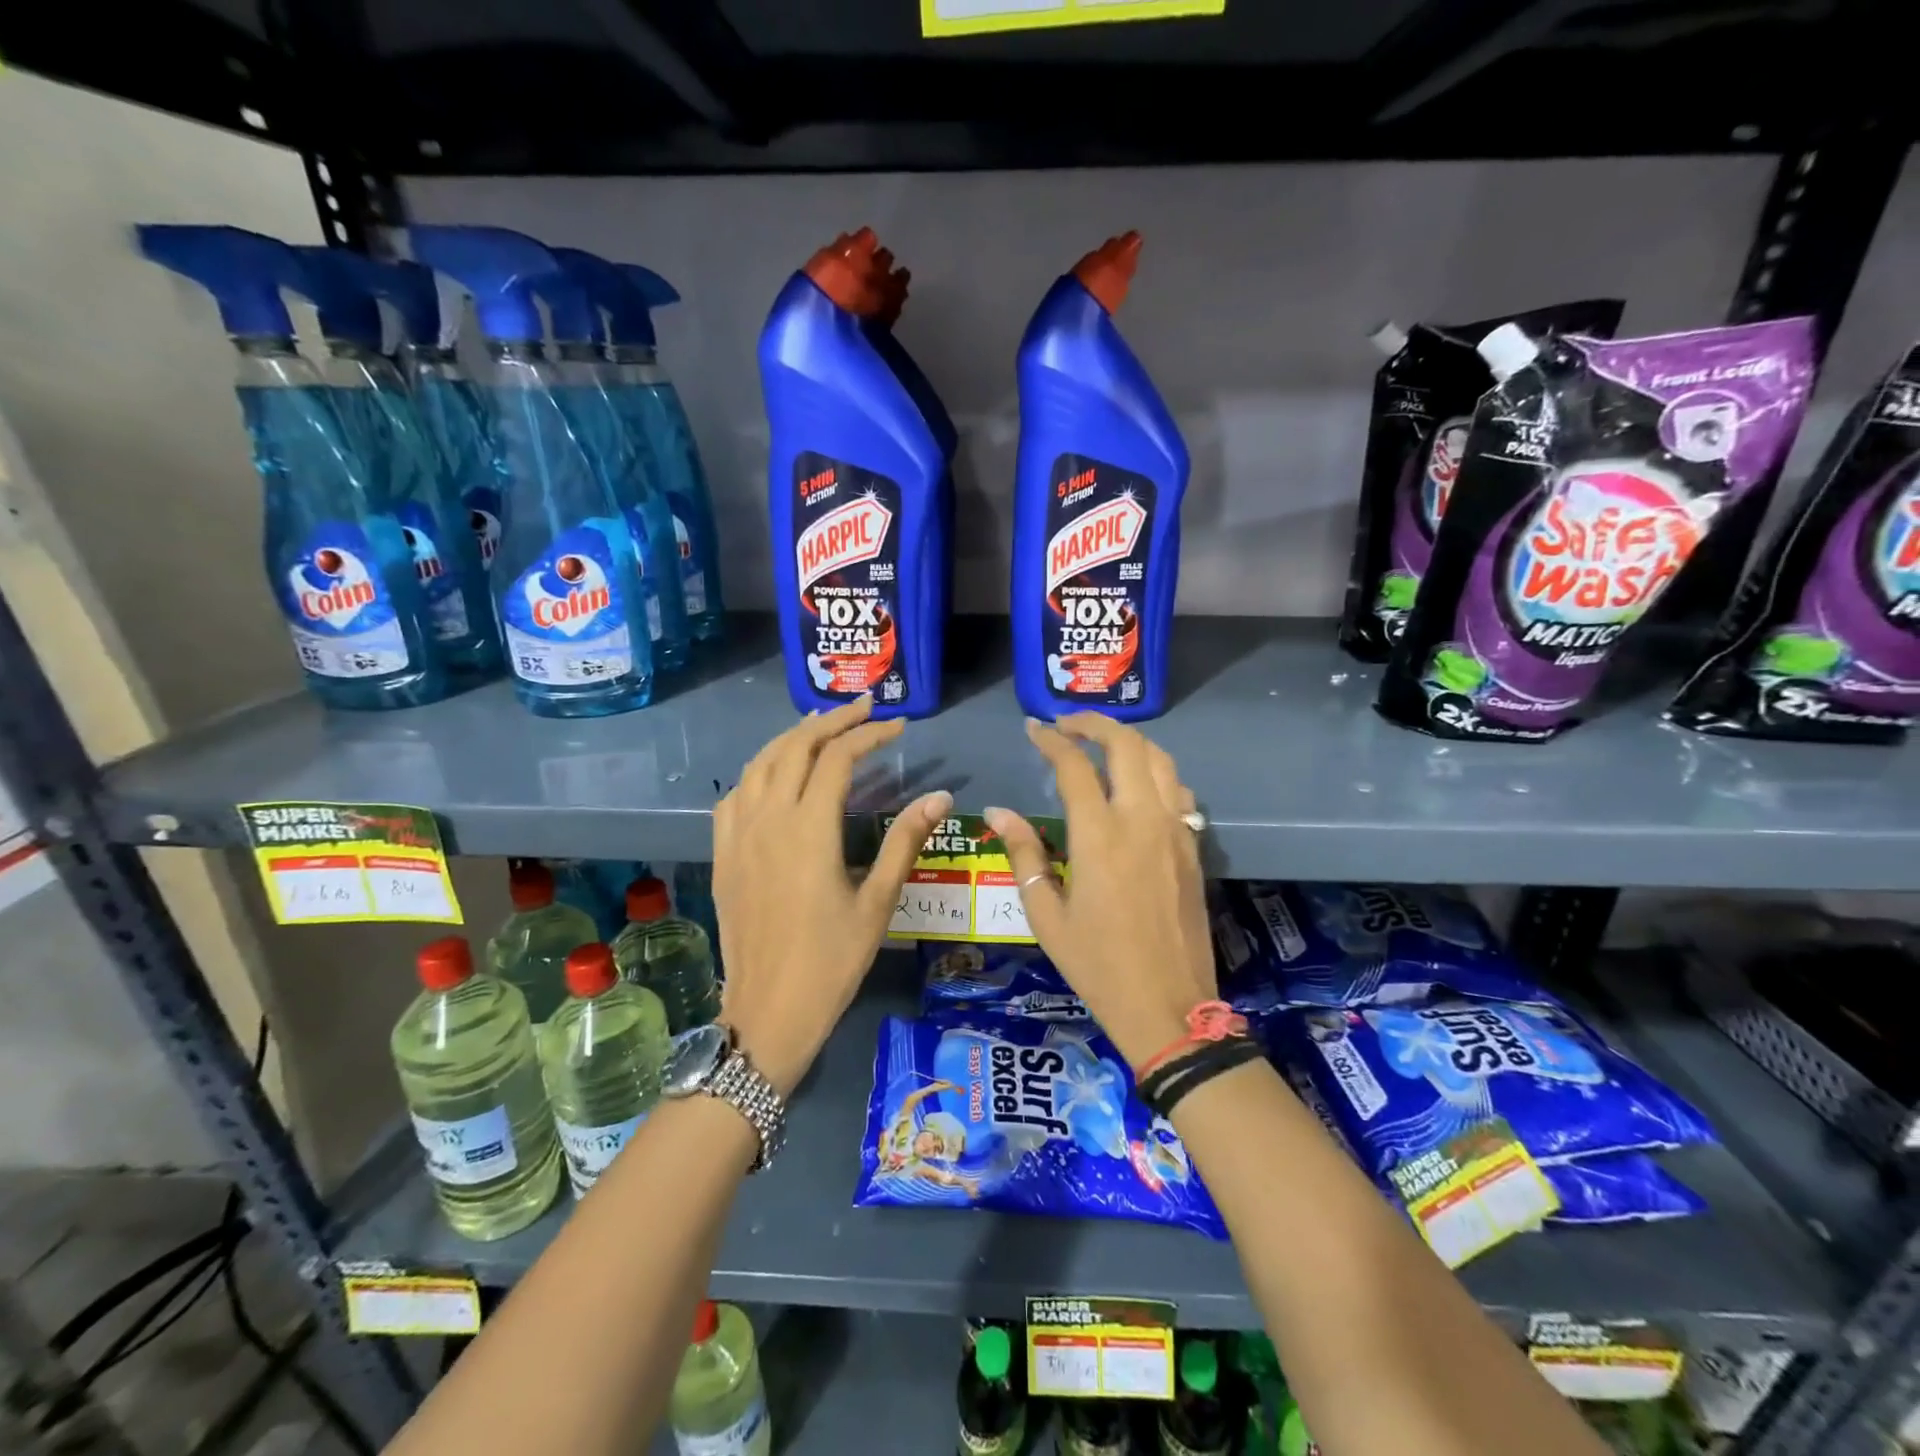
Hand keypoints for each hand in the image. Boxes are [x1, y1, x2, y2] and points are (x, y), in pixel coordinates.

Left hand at [713, 696, 950, 1093]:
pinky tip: (775, 775)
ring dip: (793, 737)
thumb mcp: (877, 902)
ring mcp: (738, 834)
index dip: (870, 734)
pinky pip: (736, 793)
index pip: (839, 758)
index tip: (898, 726)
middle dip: (832, 721)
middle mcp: (768, 819)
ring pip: (760, 762)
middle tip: (865, 708)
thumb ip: (905, 841)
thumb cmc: (831, 961)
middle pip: (795, 747)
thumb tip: (940, 796)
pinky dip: (760, 770)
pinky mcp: (723, 853)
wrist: (767, 1012)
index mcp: (809, 829)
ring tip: (823, 726)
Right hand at [985, 715, 1215, 1071]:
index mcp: (1099, 836)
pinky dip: (1155, 772)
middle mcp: (1141, 820)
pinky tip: (1137, 785)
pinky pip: (1178, 791)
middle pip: (1126, 745)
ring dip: (1129, 741)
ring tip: (1101, 744)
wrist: (1168, 1006)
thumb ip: (1024, 854)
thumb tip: (999, 812)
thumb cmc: (1097, 964)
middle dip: (1094, 723)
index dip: (1051, 741)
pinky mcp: (1193, 847)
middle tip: (1066, 725)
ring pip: (1160, 760)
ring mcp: (1175, 831)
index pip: (1074, 766)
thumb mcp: (1046, 915)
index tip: (1032, 729)